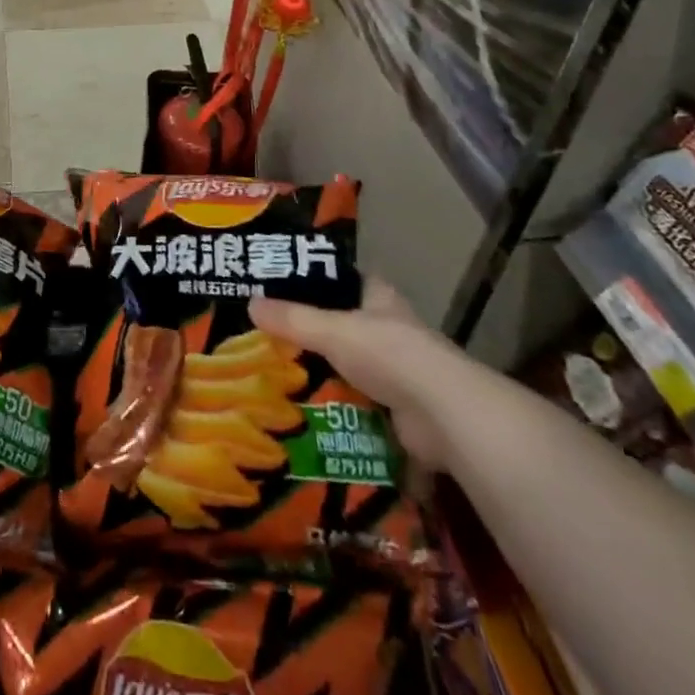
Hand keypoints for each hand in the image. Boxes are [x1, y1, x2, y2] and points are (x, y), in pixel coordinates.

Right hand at [250, 276, 468, 470]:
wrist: (444, 416)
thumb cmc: (390, 354)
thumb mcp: (332, 330)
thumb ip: (293, 319)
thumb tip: (250, 303)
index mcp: (379, 298)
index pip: (344, 279)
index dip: (316, 279)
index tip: (280, 284)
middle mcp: (389, 329)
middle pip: (343, 324)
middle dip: (311, 332)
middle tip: (269, 336)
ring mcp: (398, 371)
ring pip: (349, 366)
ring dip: (323, 374)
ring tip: (277, 375)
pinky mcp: (398, 409)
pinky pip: (357, 404)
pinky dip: (335, 408)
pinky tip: (304, 411)